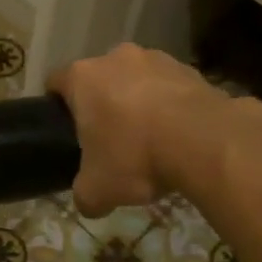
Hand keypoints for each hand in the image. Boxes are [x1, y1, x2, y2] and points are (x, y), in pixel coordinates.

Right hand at [47, 44, 231, 216]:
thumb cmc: (136, 156)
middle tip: (109, 139)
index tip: (65, 129)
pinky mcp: (193, 70)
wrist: (206, 142)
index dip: (57, 106)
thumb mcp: (98, 189)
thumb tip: (88, 204)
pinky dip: (172, 108)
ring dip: (139, 103)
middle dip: (102, 104)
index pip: (56, 82)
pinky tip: (180, 137)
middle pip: (100, 79)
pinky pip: (172, 89)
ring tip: (151, 140)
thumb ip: (85, 195)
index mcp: (83, 77)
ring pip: (137, 80)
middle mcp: (116, 58)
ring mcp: (158, 59)